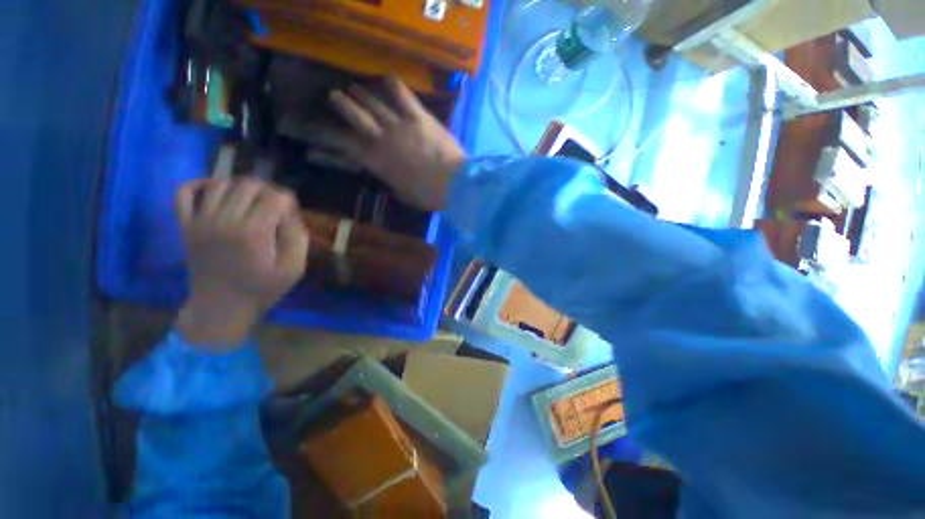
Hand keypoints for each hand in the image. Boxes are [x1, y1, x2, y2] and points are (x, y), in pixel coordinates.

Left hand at [174, 178, 308, 349]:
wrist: (221, 307)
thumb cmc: (262, 288)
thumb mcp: (294, 268)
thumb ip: (298, 238)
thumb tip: (291, 213)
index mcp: (255, 233)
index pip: (276, 197)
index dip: (289, 201)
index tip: (291, 214)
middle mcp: (226, 220)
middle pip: (249, 184)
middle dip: (268, 190)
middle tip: (274, 206)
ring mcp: (201, 221)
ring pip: (221, 183)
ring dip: (241, 187)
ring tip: (251, 201)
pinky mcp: (186, 225)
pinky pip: (184, 192)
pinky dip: (200, 185)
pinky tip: (215, 191)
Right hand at [329, 76, 467, 210]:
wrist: (455, 184)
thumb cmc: (428, 195)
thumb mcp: (401, 193)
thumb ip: (389, 180)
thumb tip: (383, 173)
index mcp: (376, 161)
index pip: (344, 144)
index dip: (326, 136)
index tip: (315, 130)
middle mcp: (382, 138)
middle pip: (355, 114)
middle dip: (341, 103)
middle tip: (334, 95)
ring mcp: (401, 124)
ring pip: (374, 102)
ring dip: (362, 94)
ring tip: (355, 88)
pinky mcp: (420, 117)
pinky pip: (403, 96)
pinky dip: (393, 85)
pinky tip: (387, 78)